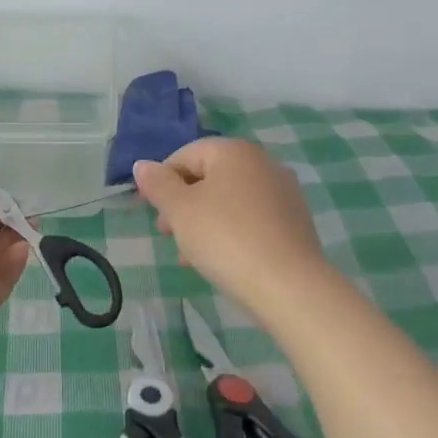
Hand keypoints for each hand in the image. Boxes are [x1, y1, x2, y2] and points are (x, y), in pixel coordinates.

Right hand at [132, 139, 328, 312]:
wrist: (288, 285)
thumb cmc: (225, 238)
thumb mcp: (180, 210)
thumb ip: (158, 184)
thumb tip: (143, 165)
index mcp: (235, 151)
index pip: (186, 154)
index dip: (161, 180)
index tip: (150, 210)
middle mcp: (264, 163)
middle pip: (210, 177)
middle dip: (183, 203)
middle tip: (167, 234)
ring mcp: (284, 192)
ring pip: (230, 201)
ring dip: (203, 222)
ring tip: (190, 255)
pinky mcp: (295, 222)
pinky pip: (251, 218)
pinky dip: (230, 232)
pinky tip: (221, 260)